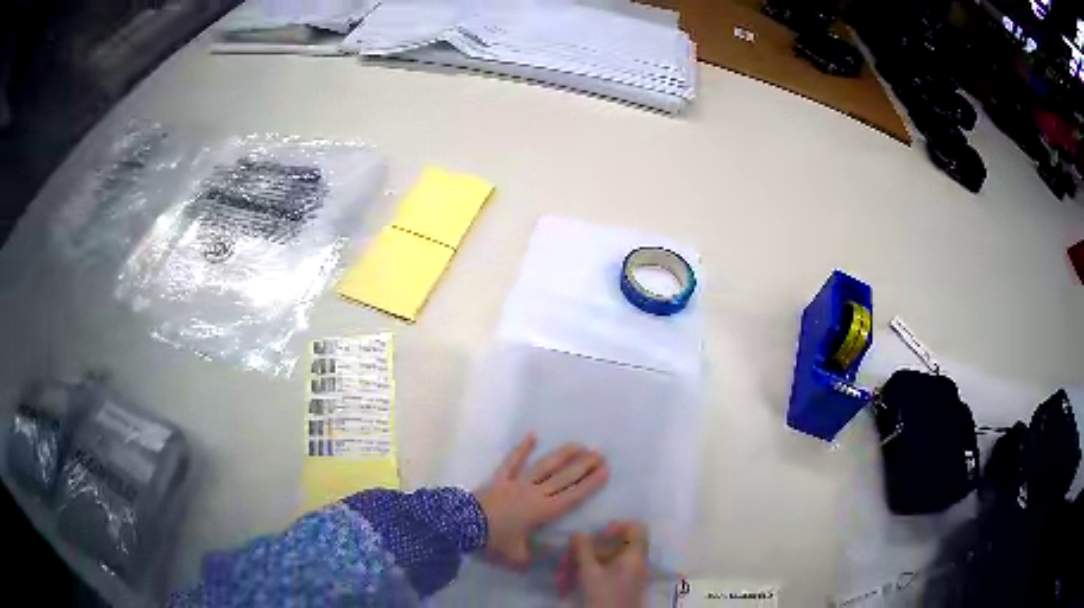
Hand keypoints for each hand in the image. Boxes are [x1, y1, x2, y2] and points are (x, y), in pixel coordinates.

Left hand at [474, 433, 608, 568]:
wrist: (462, 527)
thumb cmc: (493, 543)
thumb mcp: (518, 559)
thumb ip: (536, 559)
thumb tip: (552, 560)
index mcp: (543, 512)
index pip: (574, 496)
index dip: (591, 483)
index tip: (606, 470)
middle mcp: (534, 493)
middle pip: (564, 477)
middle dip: (584, 466)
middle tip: (600, 454)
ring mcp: (516, 483)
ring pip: (545, 466)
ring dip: (563, 455)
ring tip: (579, 444)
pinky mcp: (499, 479)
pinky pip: (512, 461)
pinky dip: (522, 448)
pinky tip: (532, 435)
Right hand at [556, 521, 648, 607]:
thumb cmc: (604, 596)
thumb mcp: (590, 573)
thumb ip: (584, 550)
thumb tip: (579, 532)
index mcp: (635, 556)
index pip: (636, 528)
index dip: (617, 526)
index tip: (598, 534)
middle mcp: (637, 563)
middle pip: (617, 546)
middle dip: (589, 550)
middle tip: (569, 557)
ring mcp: (631, 575)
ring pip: (608, 561)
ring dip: (584, 564)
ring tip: (563, 575)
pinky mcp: (623, 586)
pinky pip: (607, 572)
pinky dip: (590, 574)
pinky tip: (570, 583)